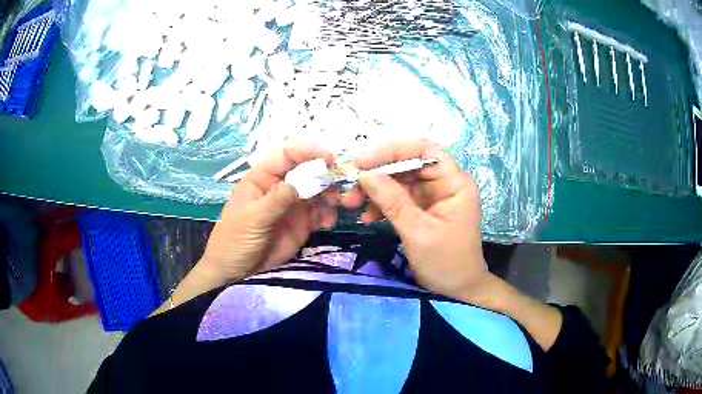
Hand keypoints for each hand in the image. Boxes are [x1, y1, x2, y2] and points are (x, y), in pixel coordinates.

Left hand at [201, 143, 337, 283]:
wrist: (236, 270)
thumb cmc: (235, 238)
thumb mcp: (253, 218)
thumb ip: (277, 199)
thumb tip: (304, 180)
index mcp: (263, 177)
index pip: (286, 155)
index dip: (307, 151)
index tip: (328, 158)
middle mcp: (281, 186)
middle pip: (307, 170)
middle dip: (324, 174)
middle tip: (337, 185)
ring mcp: (293, 205)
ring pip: (318, 191)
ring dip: (329, 194)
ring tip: (334, 205)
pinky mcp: (302, 223)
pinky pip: (320, 212)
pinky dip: (329, 214)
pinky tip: (328, 223)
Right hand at [342, 140, 491, 301]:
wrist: (458, 290)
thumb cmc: (446, 262)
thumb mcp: (418, 232)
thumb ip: (392, 201)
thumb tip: (364, 174)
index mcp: (454, 183)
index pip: (424, 150)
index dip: (393, 150)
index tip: (362, 161)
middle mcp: (444, 183)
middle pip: (408, 165)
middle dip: (378, 174)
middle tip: (350, 186)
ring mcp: (432, 196)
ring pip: (399, 181)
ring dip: (374, 190)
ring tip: (351, 204)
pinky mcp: (422, 209)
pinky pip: (398, 198)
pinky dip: (381, 205)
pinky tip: (367, 217)